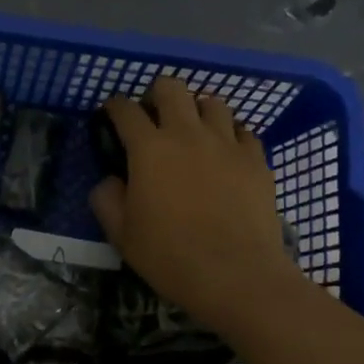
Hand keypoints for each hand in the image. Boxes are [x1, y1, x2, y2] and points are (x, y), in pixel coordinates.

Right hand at [89, 75, 302, 333]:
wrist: (237, 275)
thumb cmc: (171, 256)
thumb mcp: (122, 235)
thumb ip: (107, 200)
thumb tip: (110, 180)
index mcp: (149, 149)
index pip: (126, 110)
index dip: (114, 106)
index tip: (111, 113)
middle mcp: (187, 134)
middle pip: (171, 88)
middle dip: (157, 93)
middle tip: (153, 115)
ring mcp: (226, 143)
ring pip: (212, 102)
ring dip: (197, 110)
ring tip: (193, 130)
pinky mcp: (256, 159)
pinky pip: (243, 131)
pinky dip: (230, 135)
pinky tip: (226, 152)